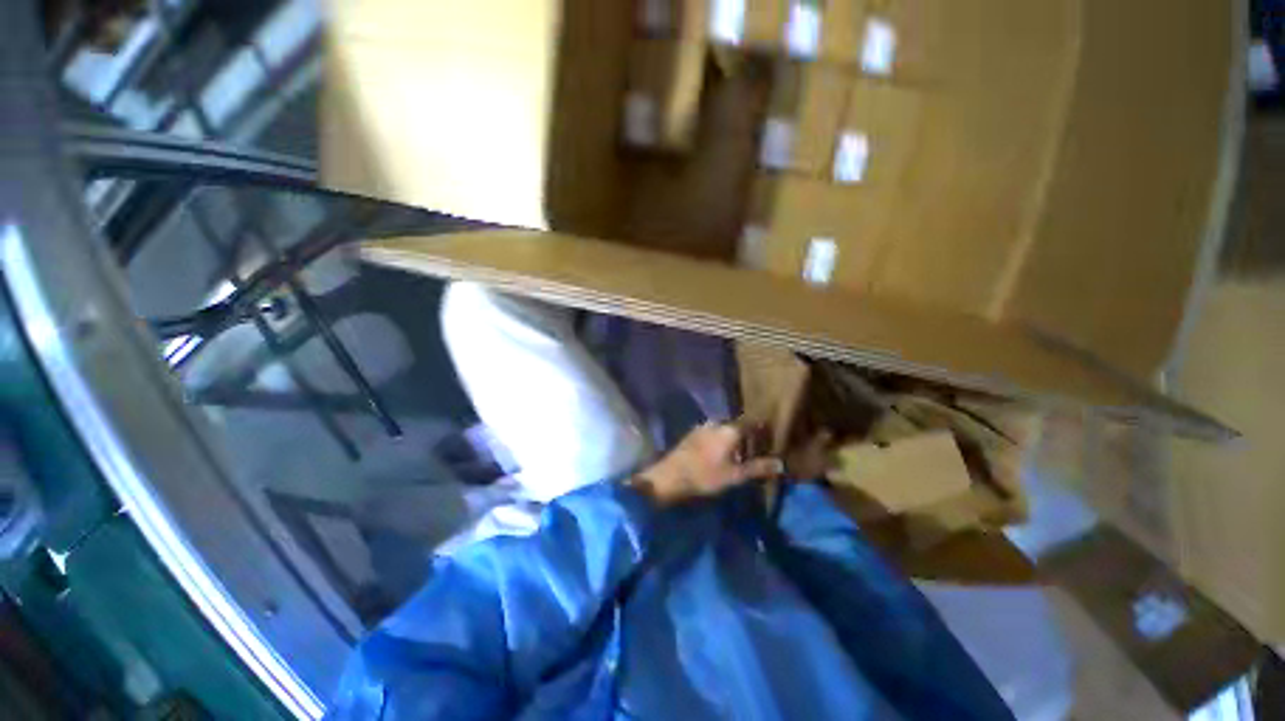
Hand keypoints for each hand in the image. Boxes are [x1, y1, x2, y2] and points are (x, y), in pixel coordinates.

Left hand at [631, 422, 783, 505]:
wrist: (670, 476)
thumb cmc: (705, 476)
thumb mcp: (734, 475)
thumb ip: (758, 467)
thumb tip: (781, 463)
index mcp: (729, 429)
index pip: (752, 422)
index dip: (762, 430)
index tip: (770, 439)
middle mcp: (717, 422)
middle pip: (738, 425)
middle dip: (748, 436)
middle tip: (755, 451)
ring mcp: (703, 426)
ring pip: (725, 429)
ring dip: (733, 439)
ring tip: (738, 456)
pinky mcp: (693, 433)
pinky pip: (713, 433)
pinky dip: (721, 440)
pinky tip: (719, 455)